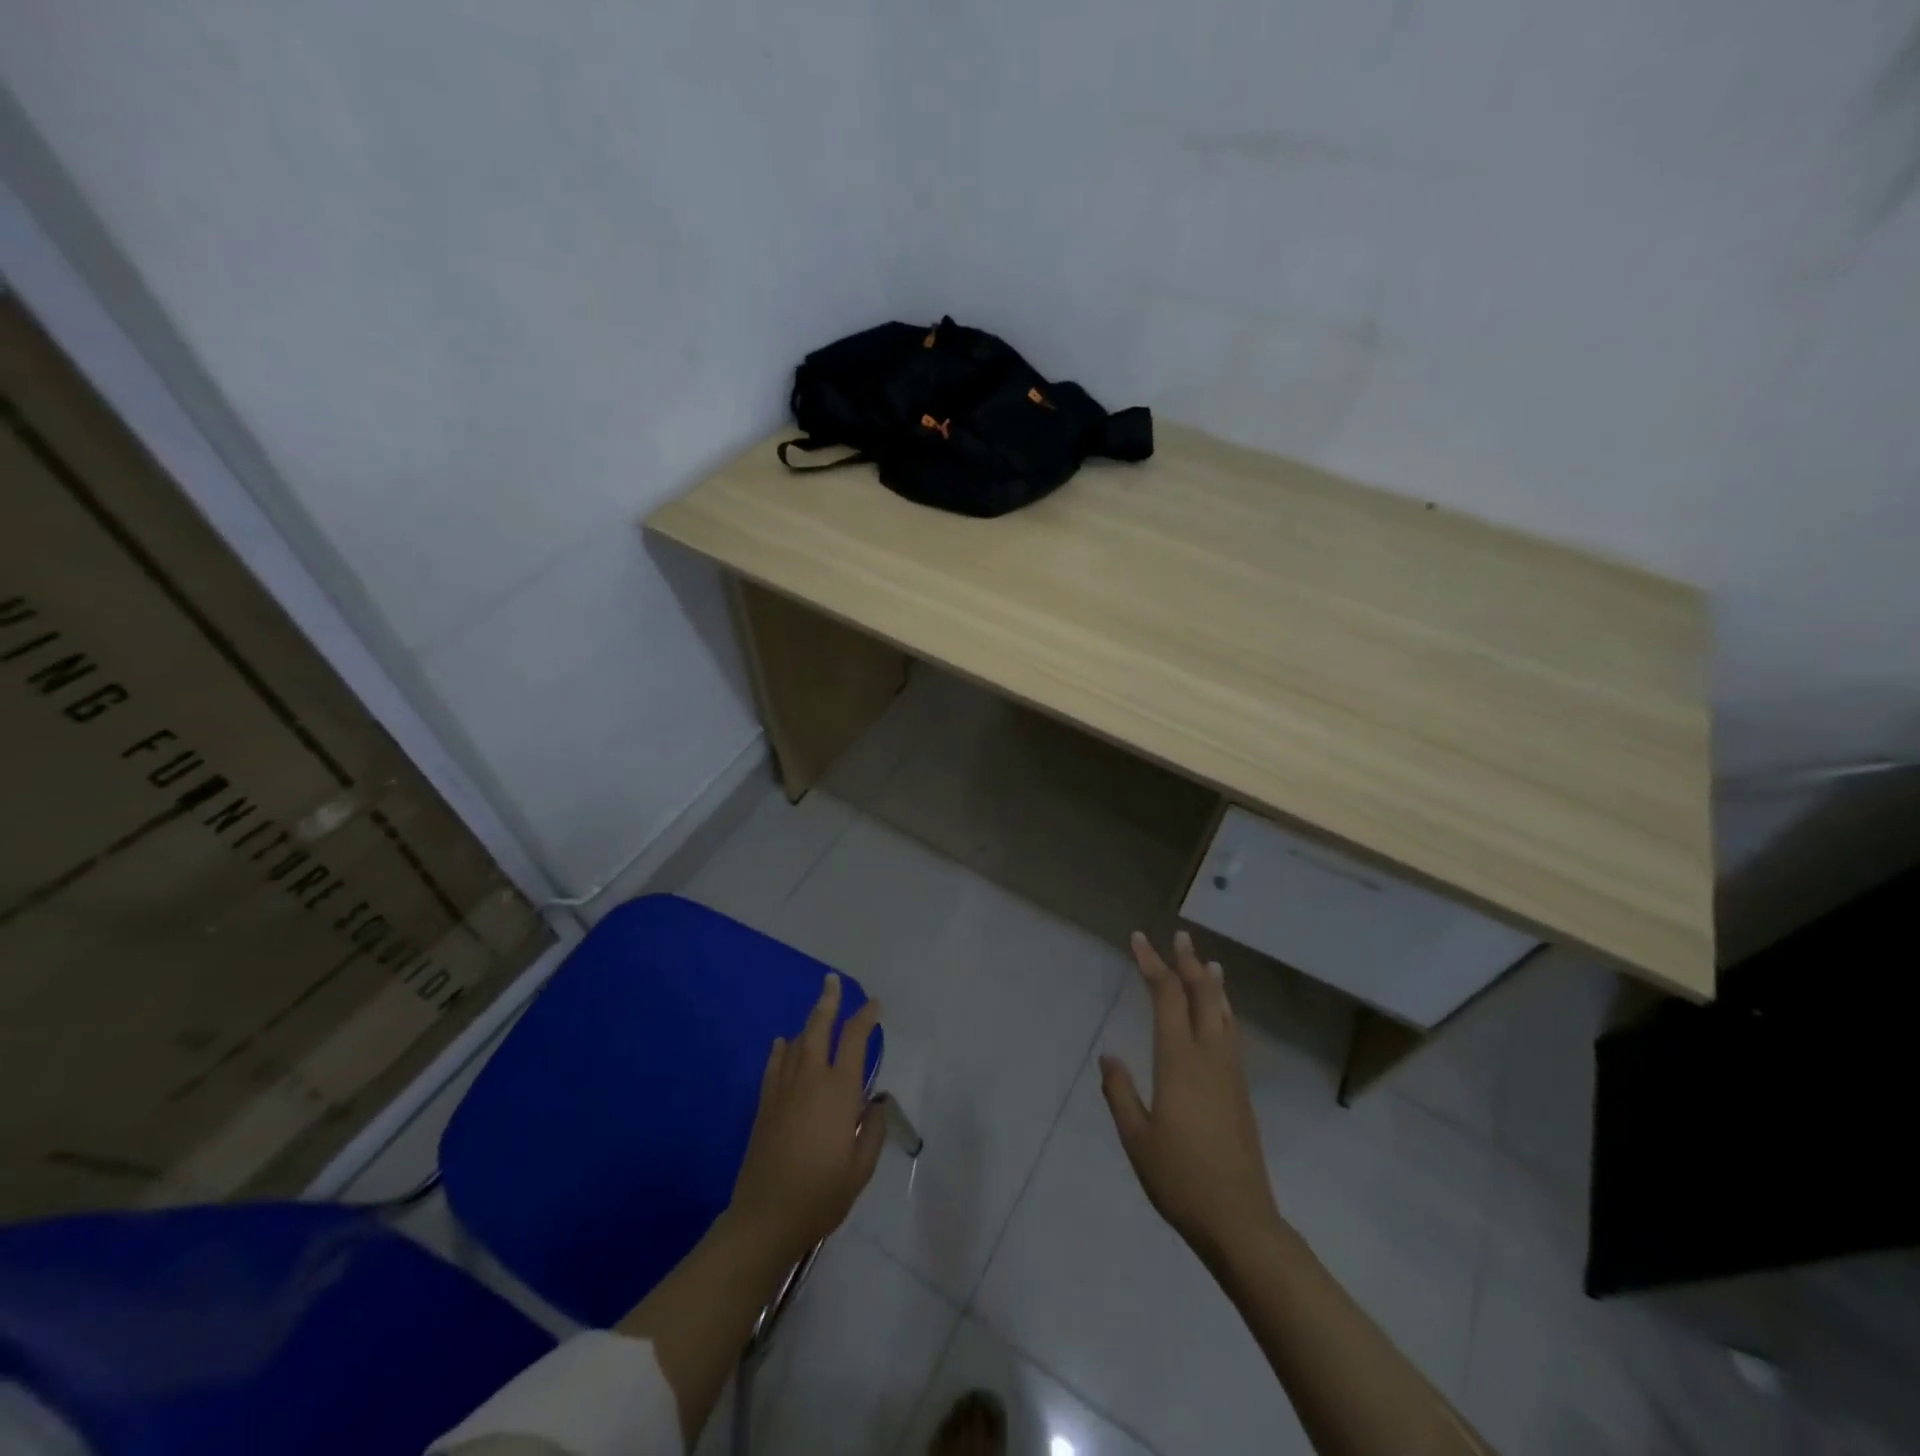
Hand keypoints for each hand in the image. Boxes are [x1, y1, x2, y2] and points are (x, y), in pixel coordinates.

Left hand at [728, 972, 885, 1268]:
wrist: (766, 1217)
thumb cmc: (822, 1193)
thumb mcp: (862, 1167)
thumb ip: (873, 1129)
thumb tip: (875, 1102)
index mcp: (839, 1090)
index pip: (855, 1040)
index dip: (865, 1017)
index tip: (874, 1005)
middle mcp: (810, 1078)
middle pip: (818, 1028)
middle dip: (827, 1002)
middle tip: (831, 981)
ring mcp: (783, 1089)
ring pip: (795, 1042)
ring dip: (807, 1023)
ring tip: (816, 1012)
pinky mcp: (764, 1104)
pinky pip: (774, 1064)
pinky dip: (780, 1049)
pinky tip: (782, 1043)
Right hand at [1100, 931, 1283, 1268]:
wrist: (1240, 1221)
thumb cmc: (1180, 1179)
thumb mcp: (1136, 1138)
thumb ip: (1120, 1093)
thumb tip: (1108, 1056)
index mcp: (1179, 1061)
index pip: (1165, 997)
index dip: (1152, 965)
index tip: (1139, 940)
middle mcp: (1208, 1056)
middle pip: (1201, 995)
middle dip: (1187, 963)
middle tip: (1179, 937)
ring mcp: (1230, 1072)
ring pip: (1223, 1013)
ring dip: (1212, 983)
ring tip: (1209, 962)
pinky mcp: (1240, 1090)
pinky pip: (1232, 1033)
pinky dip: (1224, 1010)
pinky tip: (1223, 1015)